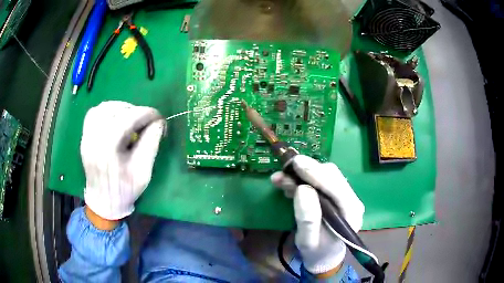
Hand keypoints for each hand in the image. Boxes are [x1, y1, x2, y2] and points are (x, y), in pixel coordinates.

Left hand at [81, 101, 164, 220]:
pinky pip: (94, 114)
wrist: (104, 201)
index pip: (127, 119)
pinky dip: (107, 111)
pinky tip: (115, 119)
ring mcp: (86, 137)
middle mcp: (93, 139)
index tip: (158, 117)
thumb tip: (158, 122)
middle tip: (146, 120)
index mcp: (108, 150)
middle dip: (134, 111)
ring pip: (103, 108)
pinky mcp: (84, 137)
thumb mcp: (143, 172)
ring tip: (131, 118)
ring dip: (120, 108)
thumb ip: (151, 143)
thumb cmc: (125, 190)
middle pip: (115, 110)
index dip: (146, 113)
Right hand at [271, 155, 364, 274]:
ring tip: (281, 178)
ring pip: (326, 174)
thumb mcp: (308, 241)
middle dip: (307, 170)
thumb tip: (302, 189)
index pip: (336, 187)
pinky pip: (321, 179)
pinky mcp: (336, 193)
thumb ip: (307, 218)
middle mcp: (352, 200)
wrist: (324, 255)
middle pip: (332, 175)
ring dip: (303, 173)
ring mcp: (345, 195)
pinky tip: (289, 183)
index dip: (316, 173)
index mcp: (351, 213)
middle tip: (284, 170)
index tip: (296, 163)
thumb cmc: (317, 251)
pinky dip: (303, 178)